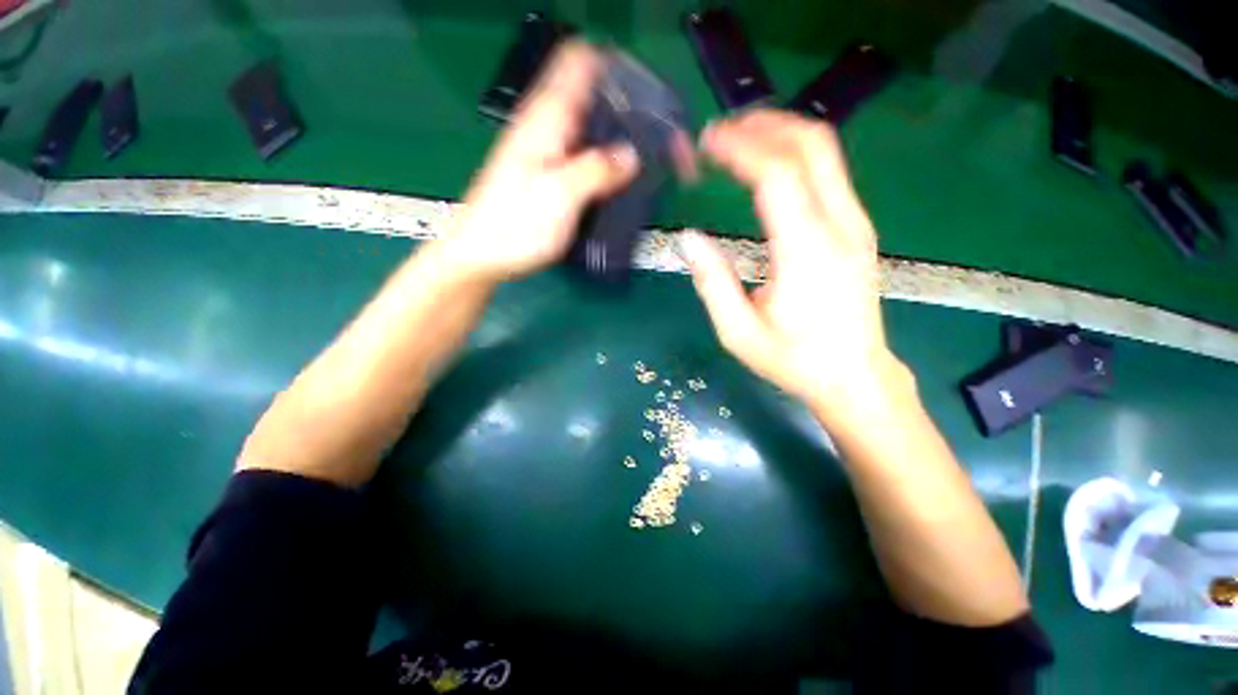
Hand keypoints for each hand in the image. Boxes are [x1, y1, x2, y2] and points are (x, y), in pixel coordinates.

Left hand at [443, 42, 638, 282]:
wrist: (484, 255)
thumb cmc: (516, 225)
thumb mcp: (560, 195)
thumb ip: (597, 170)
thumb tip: (631, 156)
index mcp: (547, 118)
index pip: (581, 62)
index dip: (615, 69)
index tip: (645, 95)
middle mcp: (547, 127)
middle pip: (591, 96)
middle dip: (625, 108)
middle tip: (656, 137)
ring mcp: (548, 153)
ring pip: (590, 128)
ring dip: (617, 137)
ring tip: (647, 159)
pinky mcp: (550, 177)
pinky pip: (584, 156)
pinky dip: (605, 161)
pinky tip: (620, 180)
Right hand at [680, 110, 902, 418]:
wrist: (855, 377)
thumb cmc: (794, 360)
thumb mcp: (739, 333)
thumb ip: (713, 282)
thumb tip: (688, 238)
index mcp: (807, 252)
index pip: (778, 174)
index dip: (740, 148)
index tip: (707, 141)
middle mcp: (840, 226)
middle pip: (812, 145)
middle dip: (765, 124)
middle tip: (723, 130)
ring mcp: (855, 224)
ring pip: (826, 153)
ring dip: (781, 134)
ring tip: (739, 139)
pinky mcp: (856, 229)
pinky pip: (829, 174)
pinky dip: (795, 156)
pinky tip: (767, 166)